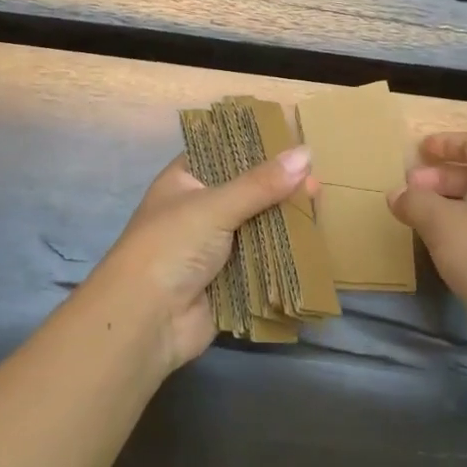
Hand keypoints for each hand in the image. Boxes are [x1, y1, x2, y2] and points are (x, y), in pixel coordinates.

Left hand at [87, 144, 314, 374]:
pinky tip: (313, 242)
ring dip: (284, 221)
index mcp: (185, 181)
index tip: (293, 143)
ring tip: (320, 205)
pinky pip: (261, 261)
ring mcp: (213, 247)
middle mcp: (198, 210)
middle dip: (278, 188)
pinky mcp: (228, 280)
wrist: (145, 322)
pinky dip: (283, 255)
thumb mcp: (215, 206)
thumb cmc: (171, 247)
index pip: (223, 153)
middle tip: (316, 180)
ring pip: (256, 227)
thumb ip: (261, 183)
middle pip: (246, 191)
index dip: (255, 148)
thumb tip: (307, 153)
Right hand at [388, 132, 466, 333]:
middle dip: (439, 177)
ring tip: (414, 216)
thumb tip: (396, 194)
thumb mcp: (440, 221)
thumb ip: (414, 201)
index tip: (419, 150)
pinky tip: (435, 245)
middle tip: (408, 188)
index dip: (446, 142)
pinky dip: (455, 229)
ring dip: (445, 205)